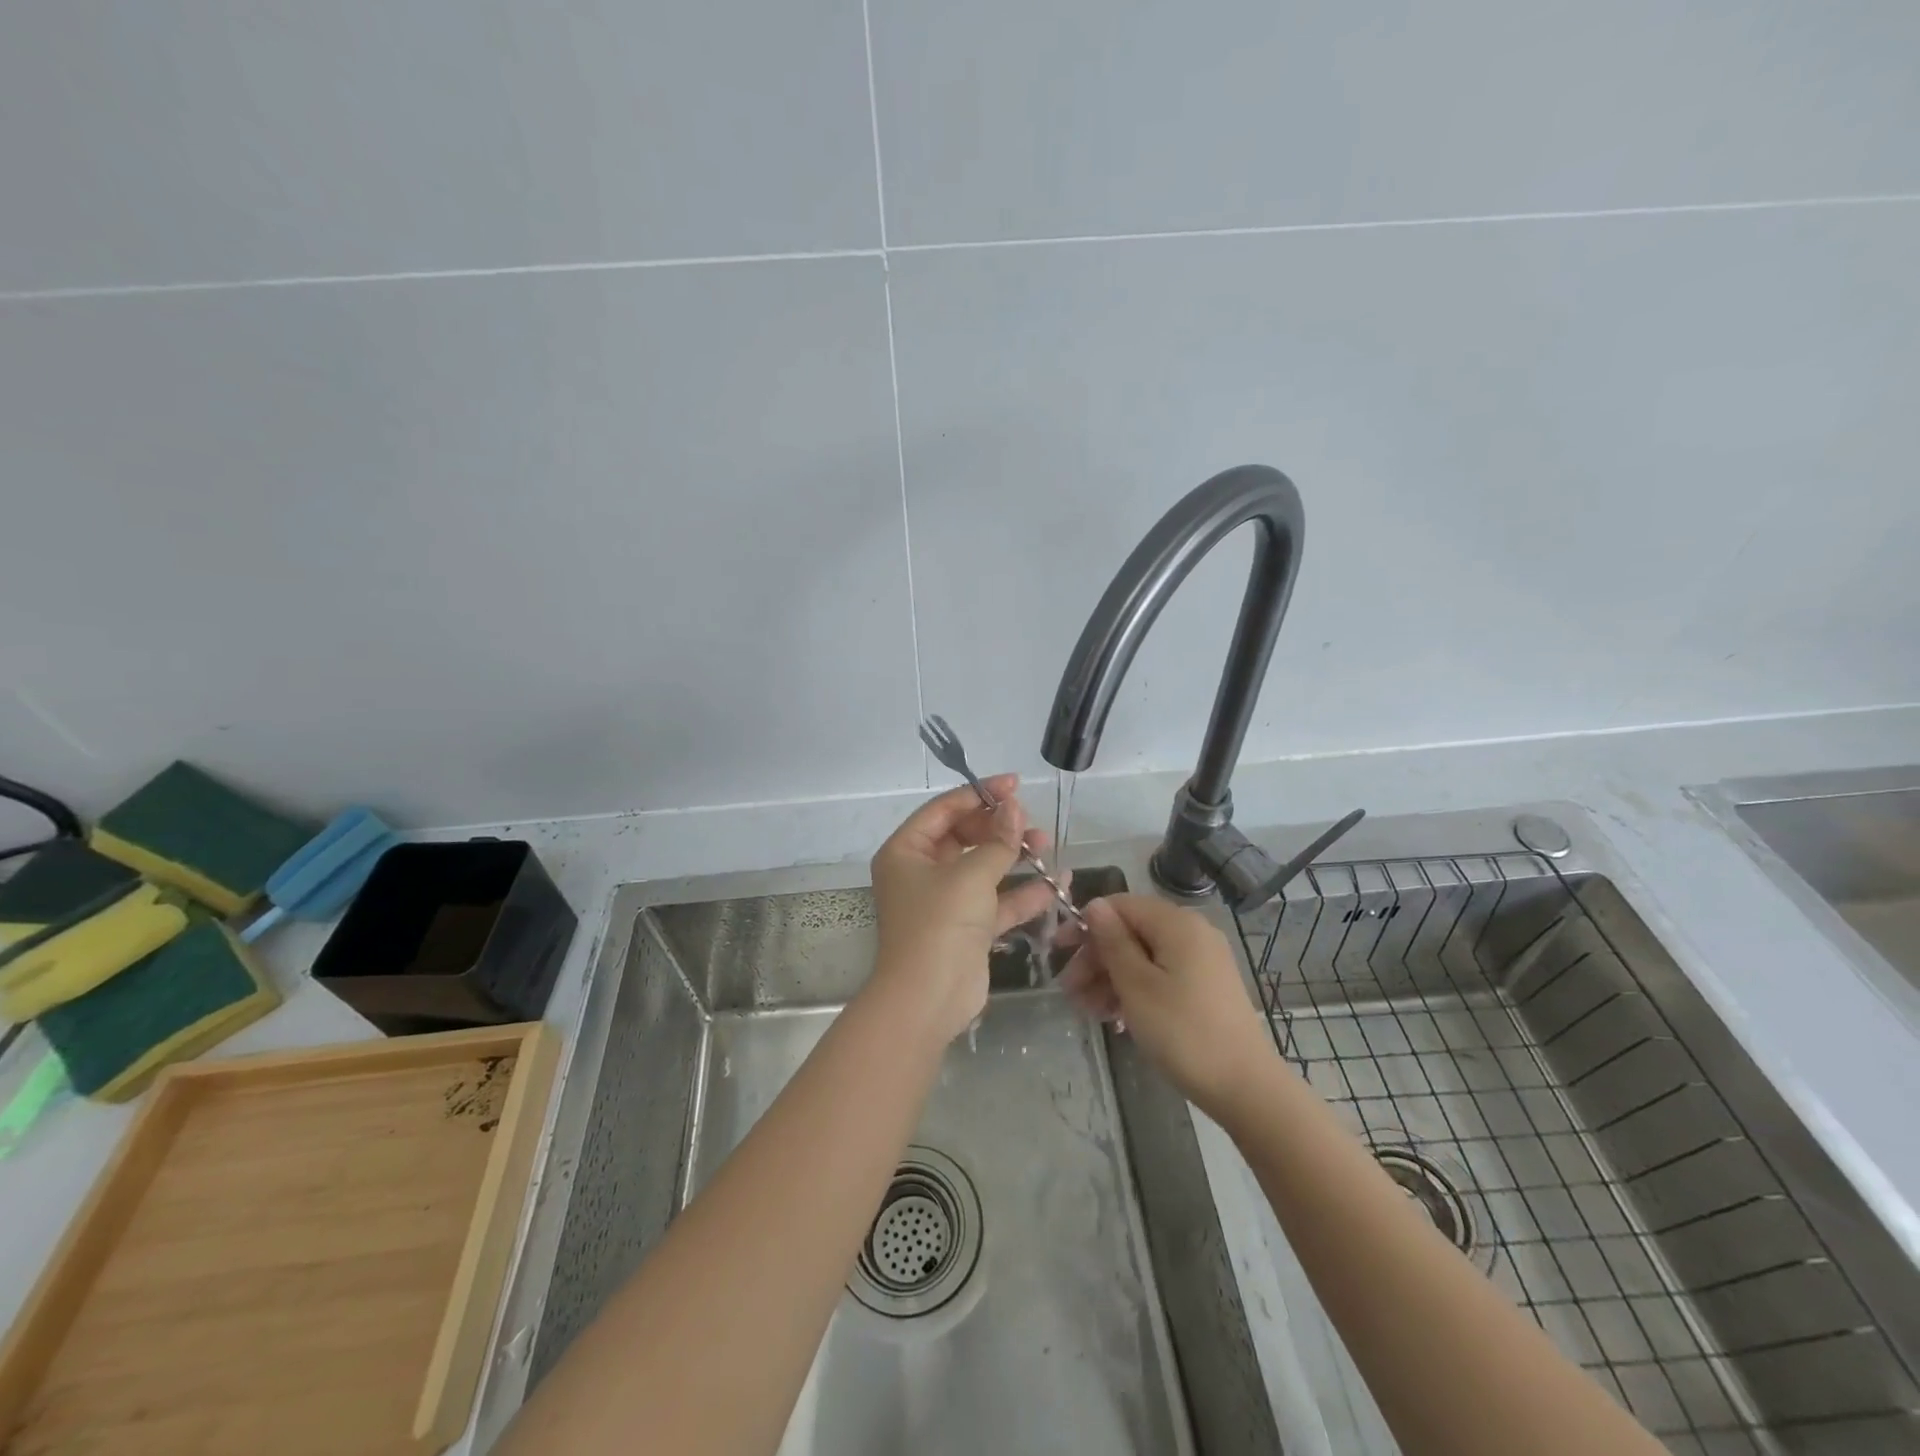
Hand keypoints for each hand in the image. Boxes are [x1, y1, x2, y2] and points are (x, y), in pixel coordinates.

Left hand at [868, 775, 1063, 1042]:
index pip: (944, 810)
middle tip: (1032, 823)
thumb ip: (998, 841)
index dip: (979, 794)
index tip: (1015, 785)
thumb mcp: (970, 875)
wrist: (928, 1000)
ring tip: (1047, 846)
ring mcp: (944, 901)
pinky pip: (996, 901)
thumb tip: (1015, 807)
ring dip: (1014, 857)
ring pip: (983, 867)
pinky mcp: (967, 928)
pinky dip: (1022, 893)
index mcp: (906, 851)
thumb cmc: (940, 925)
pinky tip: (1056, 884)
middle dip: (1000, 828)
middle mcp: (921, 872)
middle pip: (964, 836)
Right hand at [1060, 894, 1277, 1118]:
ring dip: (1111, 978)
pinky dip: (1136, 989)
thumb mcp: (1137, 985)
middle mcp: (1192, 932)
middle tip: (1069, 991)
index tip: (1058, 952)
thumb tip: (1094, 905)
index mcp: (1176, 923)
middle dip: (1096, 958)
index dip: (1086, 925)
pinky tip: (1116, 1017)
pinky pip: (1161, 974)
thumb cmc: (1183, 1032)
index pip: (1120, 905)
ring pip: (1144, 956)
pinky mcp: (1205, 986)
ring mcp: (1202, 960)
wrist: (1245, 1088)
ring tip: (1088, 1011)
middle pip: (1131, 931)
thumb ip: (1113, 941)